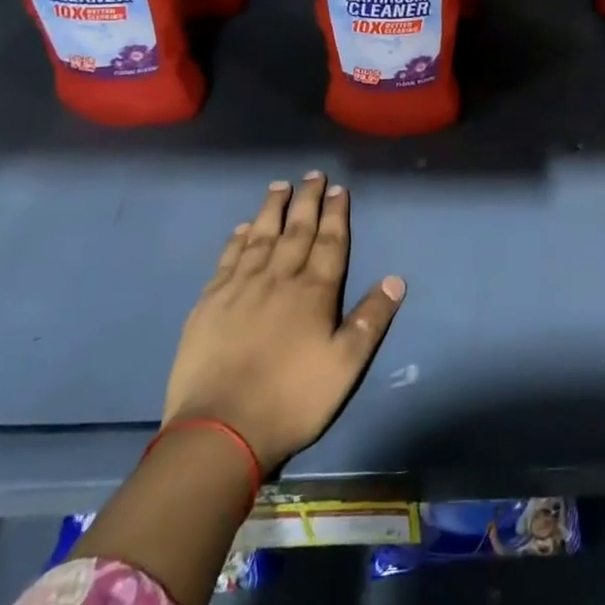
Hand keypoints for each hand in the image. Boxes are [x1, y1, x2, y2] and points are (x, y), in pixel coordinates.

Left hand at [163, 173, 404, 472]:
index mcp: (313, 292)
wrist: (219, 430)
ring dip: (272, 209)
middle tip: (312, 174)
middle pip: (296, 230)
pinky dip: (238, 239)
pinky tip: (243, 228)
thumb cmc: (292, 399)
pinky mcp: (209, 304)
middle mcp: (278, 279)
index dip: (336, 214)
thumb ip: (370, 319)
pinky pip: (228, 260)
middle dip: (307, 201)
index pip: (329, 242)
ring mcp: (240, 288)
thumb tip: (395, 279)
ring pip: (260, 237)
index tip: (338, 189)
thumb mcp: (345, 366)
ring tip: (279, 186)